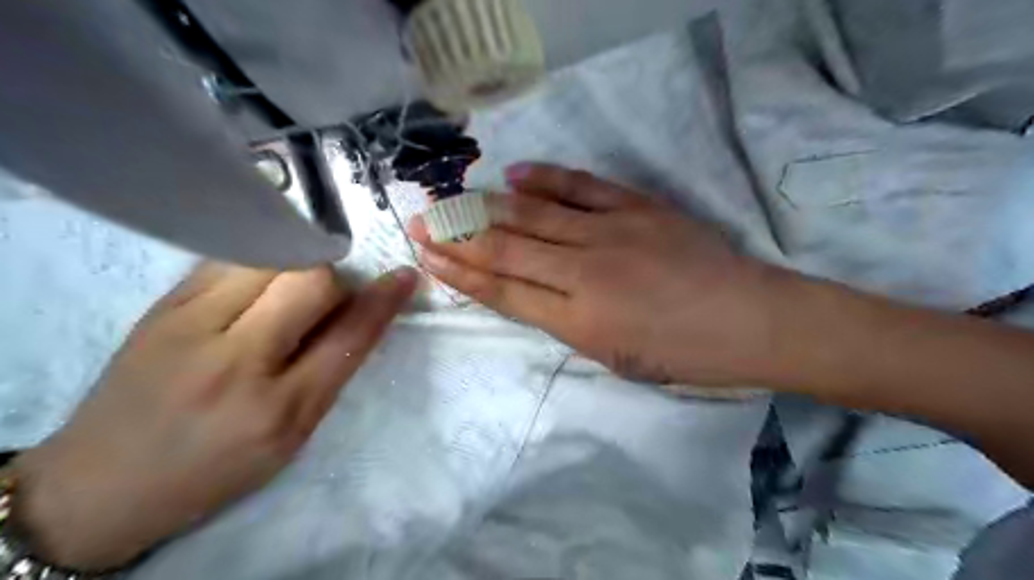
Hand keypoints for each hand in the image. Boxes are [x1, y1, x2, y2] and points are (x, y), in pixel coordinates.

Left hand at [10, 263, 416, 571]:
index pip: (349, 337)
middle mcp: (237, 363)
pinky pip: (231, 259)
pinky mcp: (162, 306)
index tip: (404, 276)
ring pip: (272, 259)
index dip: (383, 300)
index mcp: (281, 410)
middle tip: (325, 300)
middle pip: (311, 282)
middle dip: (334, 282)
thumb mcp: (291, 435)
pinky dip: (261, 263)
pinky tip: (256, 285)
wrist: (101, 481)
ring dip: (298, 266)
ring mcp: (190, 327)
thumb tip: (359, 311)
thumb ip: (329, 371)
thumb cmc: (216, 466)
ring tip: (289, 290)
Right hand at [407, 162, 779, 383]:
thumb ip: (565, 323)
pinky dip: (544, 179)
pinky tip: (514, 175)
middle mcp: (584, 273)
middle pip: (506, 249)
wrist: (748, 320)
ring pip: (533, 216)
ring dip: (485, 207)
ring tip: (450, 197)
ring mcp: (610, 233)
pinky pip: (581, 186)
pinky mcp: (636, 207)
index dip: (461, 274)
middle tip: (420, 219)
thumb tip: (528, 293)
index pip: (503, 292)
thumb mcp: (613, 358)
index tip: (428, 257)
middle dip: (457, 235)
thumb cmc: (682, 354)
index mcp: (578, 321)